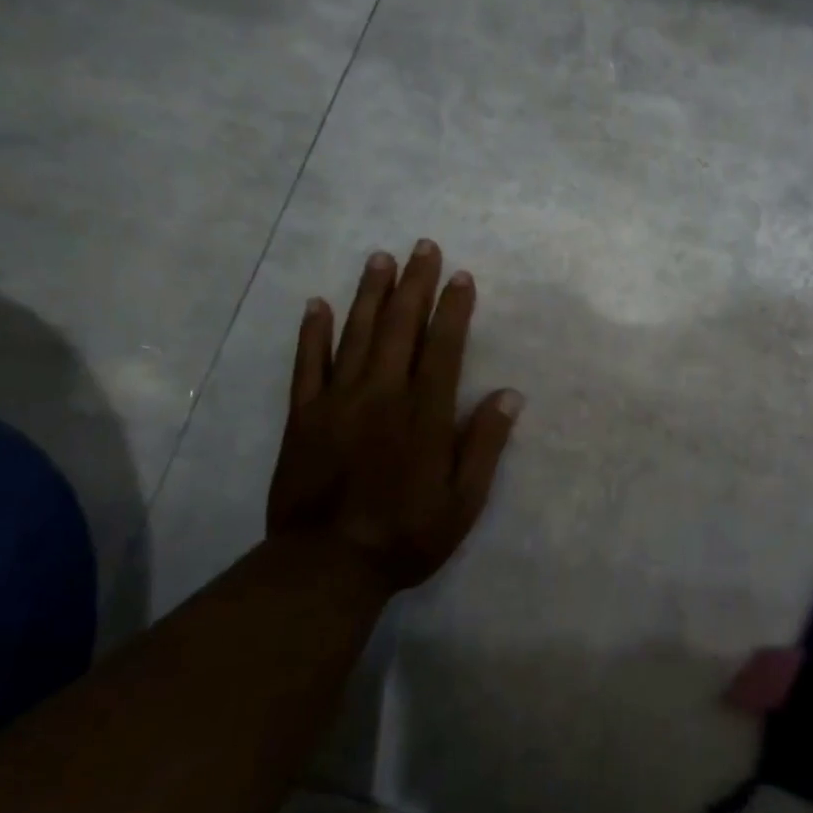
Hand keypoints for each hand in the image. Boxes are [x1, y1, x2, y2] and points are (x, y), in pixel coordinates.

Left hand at [267, 240, 522, 592]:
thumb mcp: (463, 501)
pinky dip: (312, 332)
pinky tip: (317, 304)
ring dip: (370, 294)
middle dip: (414, 284)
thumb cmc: (406, 534)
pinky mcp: (303, 416)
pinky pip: (306, 364)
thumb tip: (509, 395)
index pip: (444, 347)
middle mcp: (382, 395)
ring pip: (356, 335)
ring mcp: (337, 401)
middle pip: (400, 327)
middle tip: (422, 246)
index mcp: (424, 414)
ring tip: (379, 258)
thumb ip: (484, 444)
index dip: (454, 309)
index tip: (461, 276)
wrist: (326, 566)